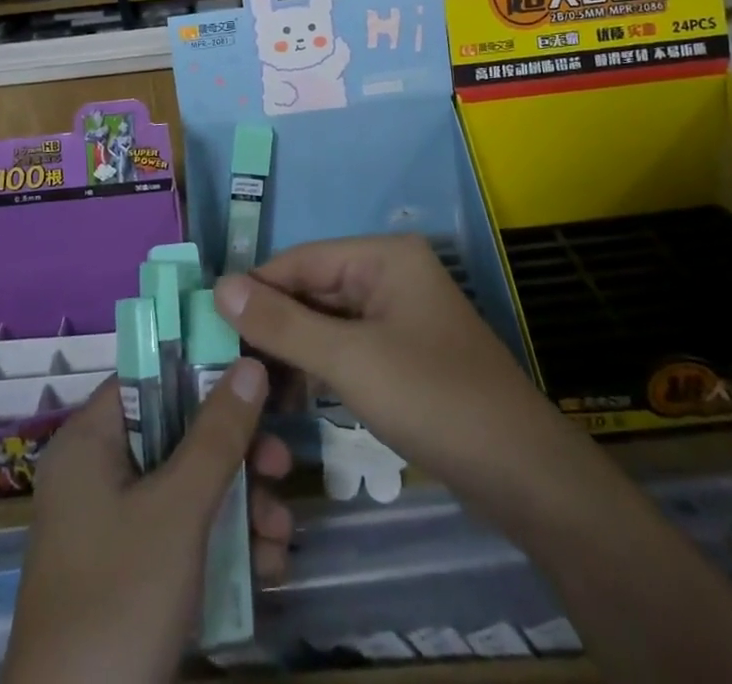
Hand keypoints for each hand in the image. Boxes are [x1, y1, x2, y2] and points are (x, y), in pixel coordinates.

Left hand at [2, 362, 293, 683]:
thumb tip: (251, 362)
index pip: (150, 376)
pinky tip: (266, 568)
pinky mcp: (131, 573)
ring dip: (242, 505)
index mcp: (90, 442)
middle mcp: (98, 473)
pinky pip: (183, 533)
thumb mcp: (178, 510)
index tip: (257, 375)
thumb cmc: (120, 599)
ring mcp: (114, 527)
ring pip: (188, 486)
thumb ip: (217, 433)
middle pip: (178, 433)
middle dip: (237, 453)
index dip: (204, 369)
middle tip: (282, 466)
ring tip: (281, 534)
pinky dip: (224, 544)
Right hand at [214, 235, 571, 538]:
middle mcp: (391, 274)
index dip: (254, 290)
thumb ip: (281, 323)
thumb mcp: (349, 360)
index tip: (208, 325)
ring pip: (327, 322)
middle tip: (223, 366)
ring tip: (249, 388)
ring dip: (291, 351)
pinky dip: (318, 368)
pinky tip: (289, 399)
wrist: (523, 475)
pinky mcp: (404, 353)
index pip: (300, 260)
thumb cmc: (432, 399)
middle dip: (271, 325)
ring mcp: (399, 315)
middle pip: (313, 289)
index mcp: (384, 256)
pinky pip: (347, 347)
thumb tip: (219, 287)